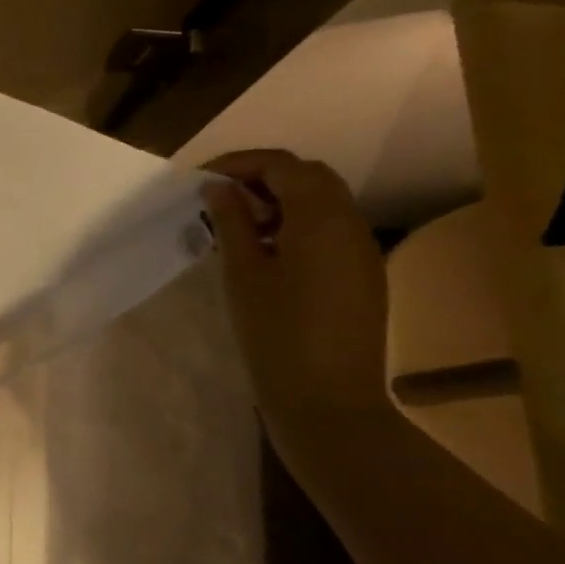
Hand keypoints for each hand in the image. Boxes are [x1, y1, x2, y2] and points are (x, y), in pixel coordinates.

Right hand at [203, 150, 388, 436]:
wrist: (328, 400)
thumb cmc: (275, 333)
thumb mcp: (242, 272)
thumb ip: (232, 221)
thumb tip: (218, 187)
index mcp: (321, 219)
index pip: (282, 165)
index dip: (240, 164)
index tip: (202, 180)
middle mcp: (351, 224)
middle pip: (309, 176)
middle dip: (262, 177)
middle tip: (220, 197)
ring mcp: (362, 250)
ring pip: (323, 201)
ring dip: (281, 200)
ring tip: (239, 226)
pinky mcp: (363, 274)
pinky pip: (331, 229)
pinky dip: (298, 223)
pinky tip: (267, 252)